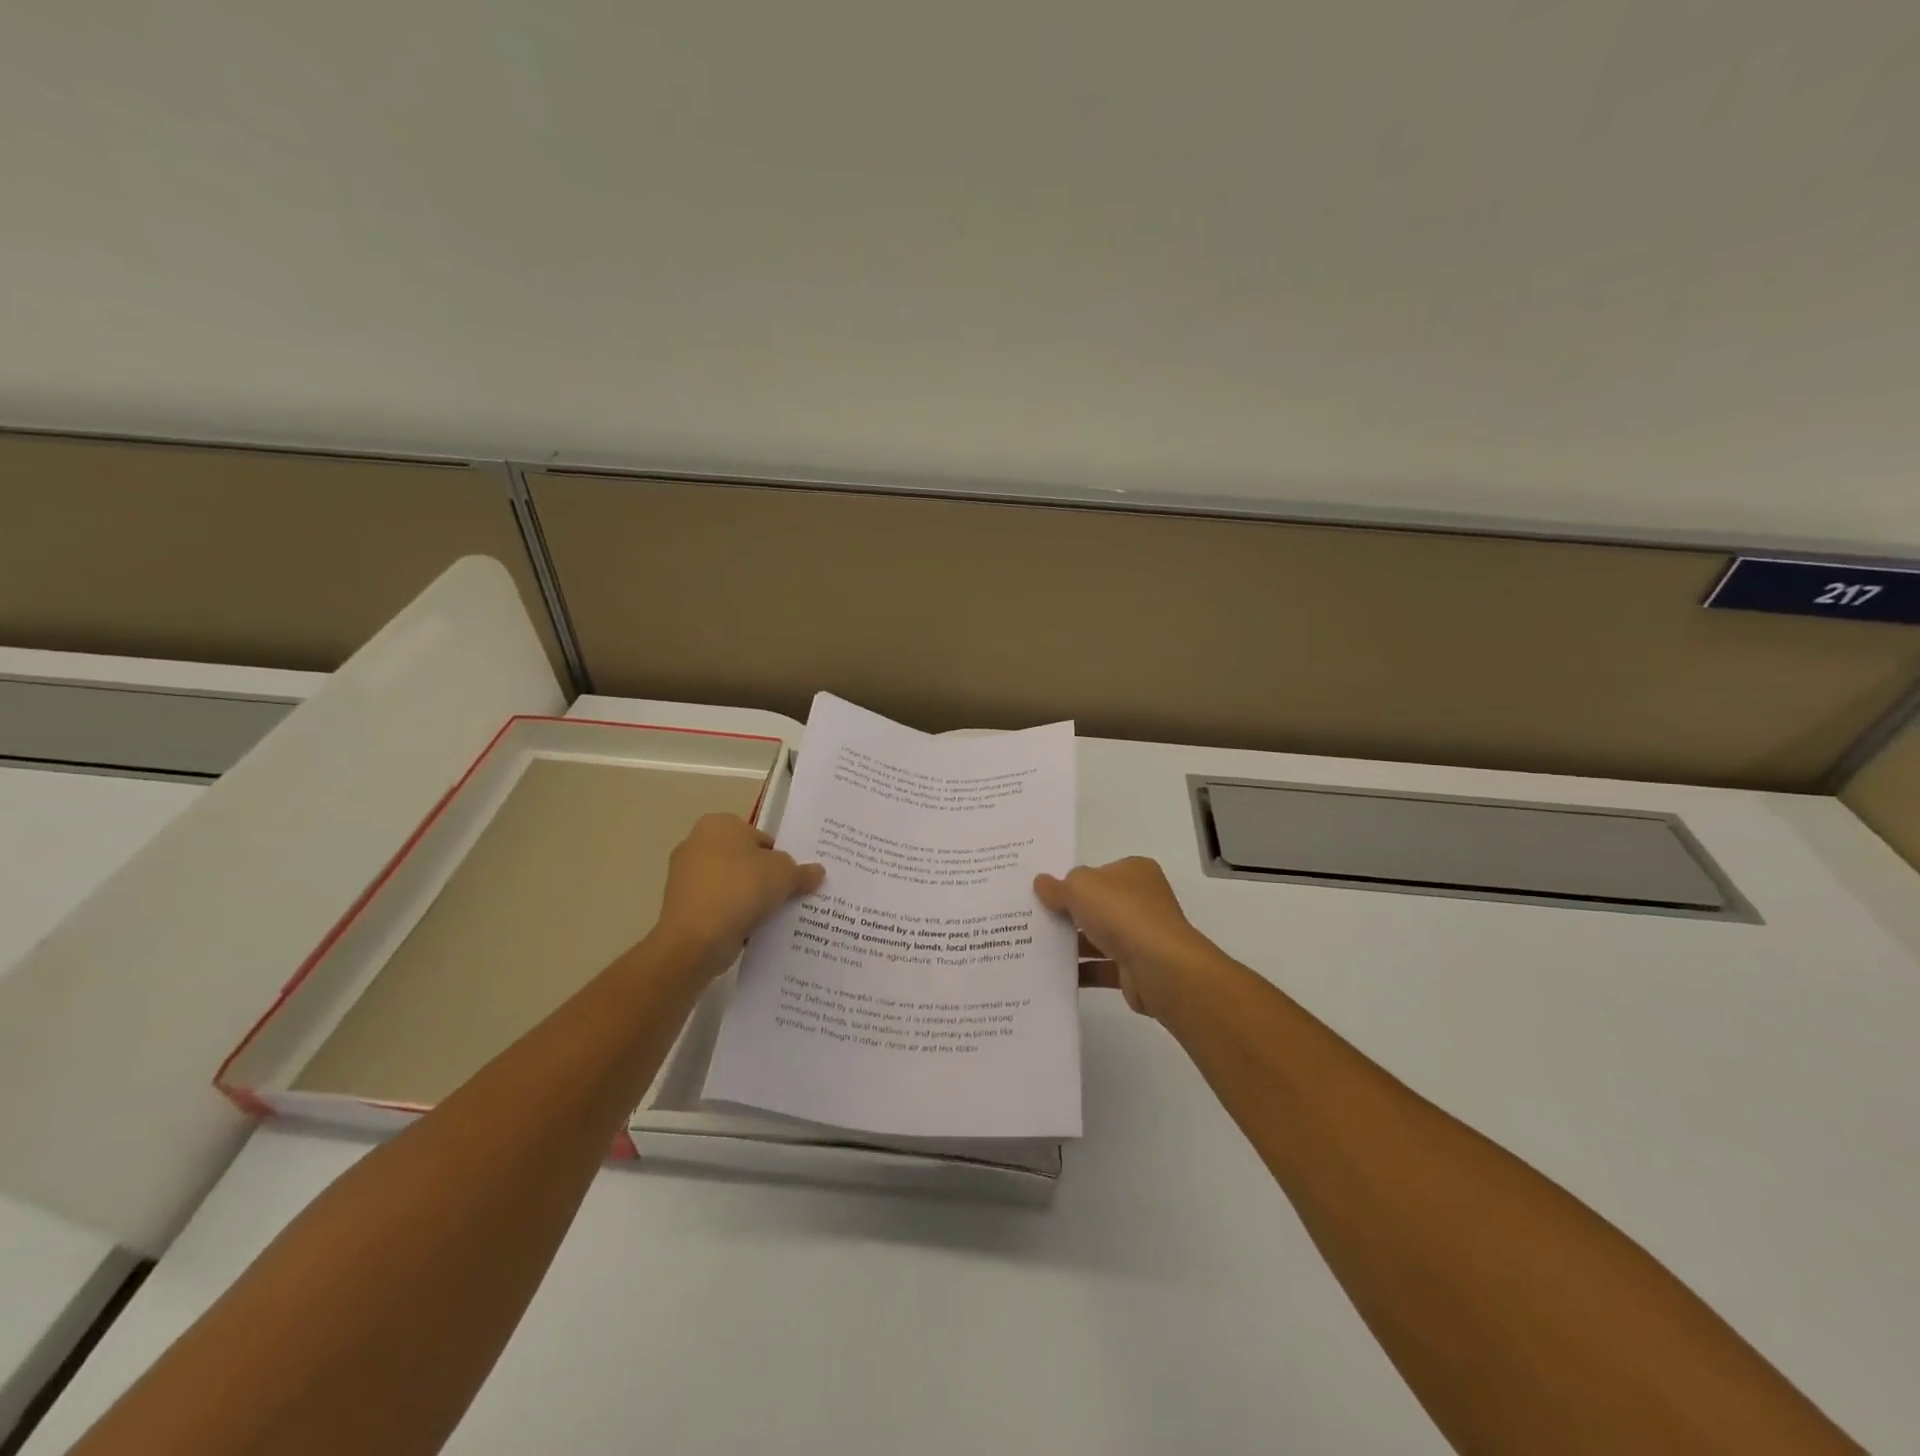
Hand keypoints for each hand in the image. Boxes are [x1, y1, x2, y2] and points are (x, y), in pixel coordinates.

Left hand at [652, 815, 823, 978]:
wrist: (695, 938)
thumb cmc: (741, 889)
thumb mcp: (785, 875)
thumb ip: (802, 871)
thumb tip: (816, 872)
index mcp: (719, 824)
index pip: (761, 838)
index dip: (781, 858)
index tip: (793, 879)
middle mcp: (697, 843)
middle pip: (745, 861)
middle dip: (764, 878)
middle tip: (787, 896)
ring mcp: (684, 876)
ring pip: (731, 885)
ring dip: (748, 899)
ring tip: (771, 916)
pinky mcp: (681, 906)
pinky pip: (717, 906)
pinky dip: (731, 916)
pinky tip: (750, 929)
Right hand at [1035, 857, 1218, 1019]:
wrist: (1159, 966)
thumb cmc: (1121, 912)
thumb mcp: (1080, 886)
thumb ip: (1058, 886)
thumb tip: (1042, 883)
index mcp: (1135, 872)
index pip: (1099, 872)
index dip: (1072, 880)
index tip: (1044, 891)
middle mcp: (1142, 900)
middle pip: (1097, 904)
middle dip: (1069, 912)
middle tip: (1033, 917)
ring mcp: (1141, 935)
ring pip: (1098, 936)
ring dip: (1072, 943)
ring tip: (1035, 946)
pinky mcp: (1136, 968)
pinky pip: (1101, 967)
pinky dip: (1081, 970)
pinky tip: (1053, 973)